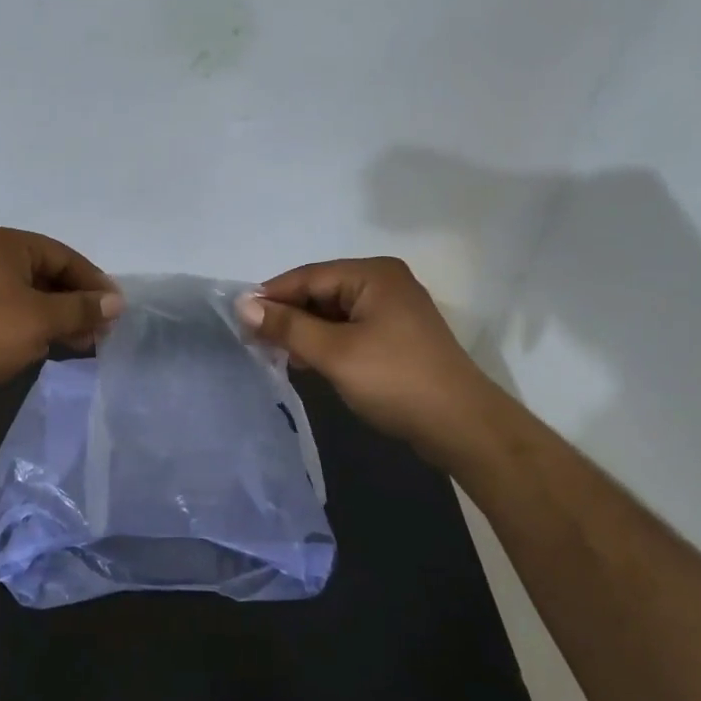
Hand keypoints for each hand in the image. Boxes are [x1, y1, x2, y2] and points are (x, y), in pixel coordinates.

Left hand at [0, 227, 120, 399]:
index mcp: (7, 244)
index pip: (64, 256)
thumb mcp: (40, 318)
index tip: (116, 308)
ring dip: (60, 319)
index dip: (93, 282)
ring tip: (85, 344)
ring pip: (33, 298)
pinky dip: (37, 328)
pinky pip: (15, 315)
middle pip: (49, 276)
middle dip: (78, 304)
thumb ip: (81, 308)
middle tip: (103, 331)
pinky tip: (53, 348)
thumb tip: (117, 301)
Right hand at [235, 257, 500, 456]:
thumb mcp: (334, 352)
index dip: (271, 296)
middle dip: (288, 316)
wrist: (461, 426)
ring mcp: (393, 310)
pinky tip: (308, 362)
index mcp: (373, 274)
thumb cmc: (395, 380)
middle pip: (321, 292)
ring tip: (277, 355)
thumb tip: (242, 305)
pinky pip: (349, 330)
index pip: (308, 276)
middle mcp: (384, 283)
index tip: (238, 318)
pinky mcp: (396, 336)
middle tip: (254, 341)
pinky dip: (326, 343)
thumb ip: (287, 327)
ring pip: (333, 313)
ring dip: (305, 332)